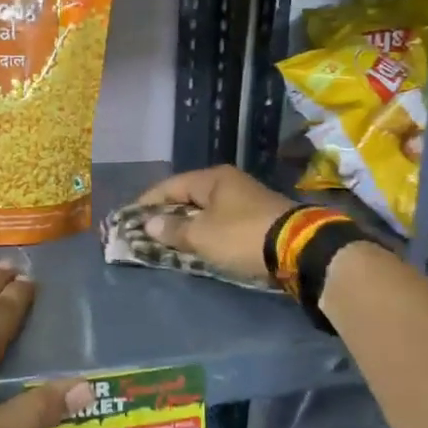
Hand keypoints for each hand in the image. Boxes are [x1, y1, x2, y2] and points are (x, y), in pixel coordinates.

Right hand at [136, 166, 299, 285]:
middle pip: (189, 197)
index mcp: (213, 178)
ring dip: (187, 226)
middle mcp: (229, 183)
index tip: (129, 217)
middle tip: (146, 232)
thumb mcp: (202, 235)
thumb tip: (149, 223)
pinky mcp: (258, 220)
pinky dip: (206, 233)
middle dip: (167, 214)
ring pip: (206, 211)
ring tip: (168, 242)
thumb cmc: (242, 235)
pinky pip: (221, 224)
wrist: (299, 249)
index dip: (148, 201)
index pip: (170, 185)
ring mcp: (246, 201)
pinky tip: (198, 246)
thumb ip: (173, 229)